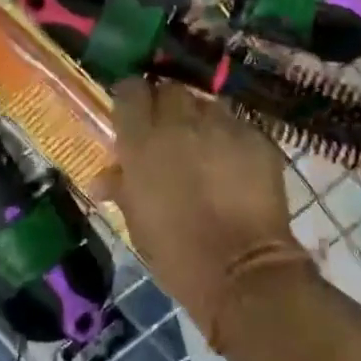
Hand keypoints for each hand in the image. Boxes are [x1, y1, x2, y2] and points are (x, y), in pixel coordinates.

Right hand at [104, 79, 315, 348]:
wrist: (242, 271)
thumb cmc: (177, 253)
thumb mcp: (137, 222)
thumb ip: (121, 187)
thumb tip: (104, 178)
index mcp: (143, 140)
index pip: (130, 91)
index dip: (130, 98)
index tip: (132, 113)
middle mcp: (181, 122)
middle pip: (170, 89)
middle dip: (166, 104)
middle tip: (168, 129)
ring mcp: (223, 126)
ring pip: (207, 103)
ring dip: (200, 117)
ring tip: (204, 143)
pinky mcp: (257, 138)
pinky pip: (238, 125)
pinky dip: (231, 137)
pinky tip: (234, 162)